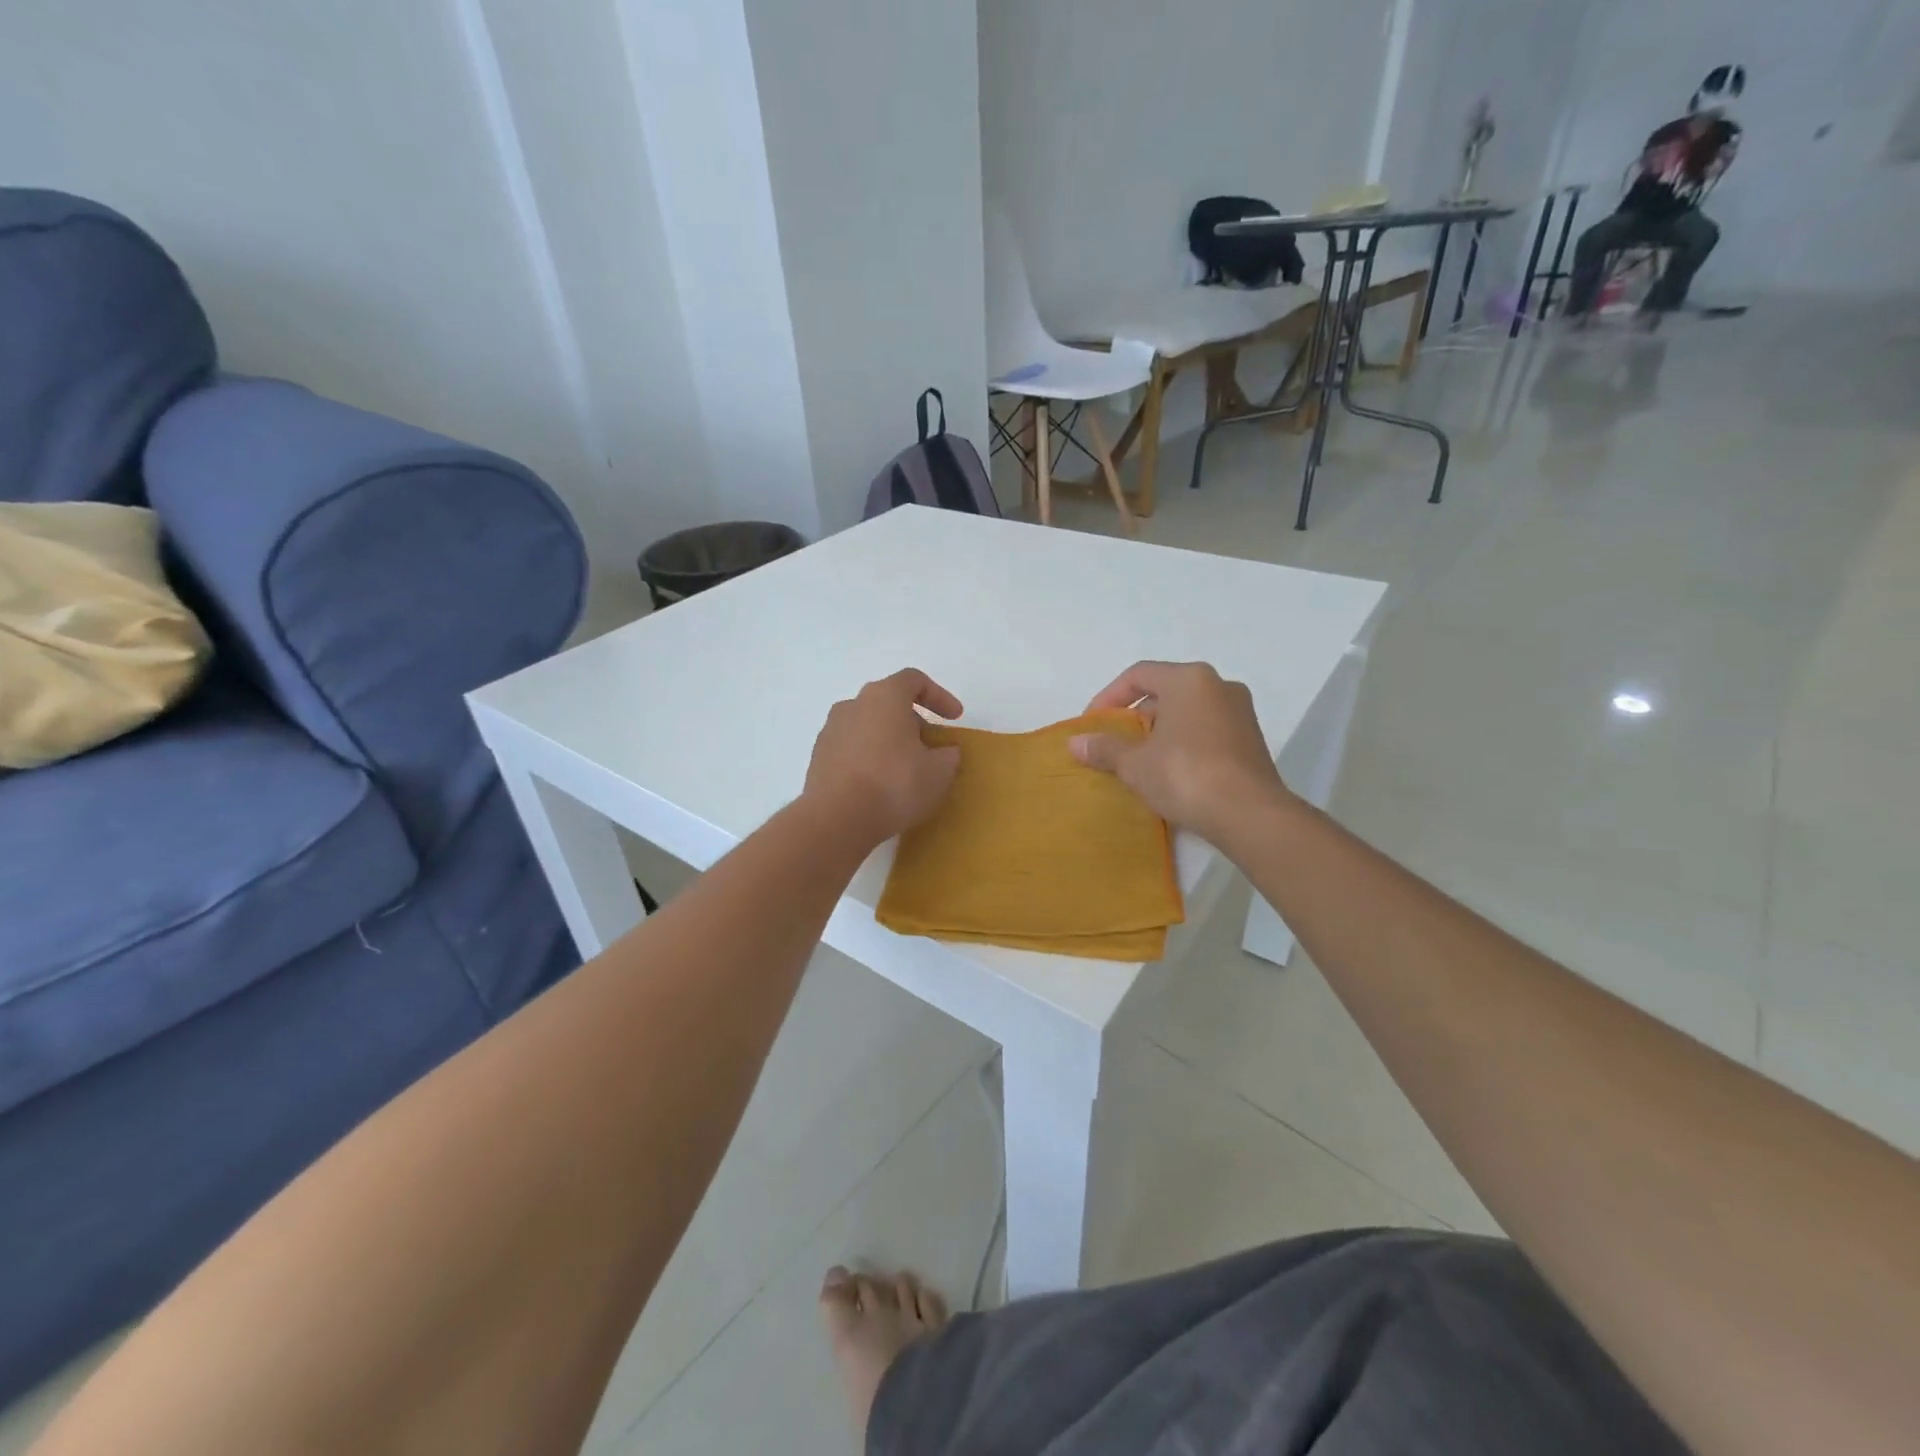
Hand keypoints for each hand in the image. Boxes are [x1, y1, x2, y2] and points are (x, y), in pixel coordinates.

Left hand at [803, 670, 963, 845]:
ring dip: (888, 741)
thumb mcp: (939, 772)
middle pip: (889, 703)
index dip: (939, 696)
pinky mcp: (818, 758)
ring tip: (905, 770)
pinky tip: (879, 786)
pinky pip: (851, 749)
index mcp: (884, 696)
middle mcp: (853, 704)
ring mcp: (831, 731)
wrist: (837, 819)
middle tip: (930, 749)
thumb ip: (948, 755)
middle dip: (913, 722)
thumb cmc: (895, 784)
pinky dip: (869, 759)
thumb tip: (945, 752)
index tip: (954, 718)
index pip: (914, 680)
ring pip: (868, 726)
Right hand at [1069, 661, 1294, 842]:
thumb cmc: (1185, 775)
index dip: (1108, 698)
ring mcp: (1240, 712)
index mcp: (1188, 679)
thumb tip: (1076, 742)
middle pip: (1165, 691)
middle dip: (1136, 717)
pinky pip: (1207, 731)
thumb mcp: (1135, 764)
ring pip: (1188, 712)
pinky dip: (1184, 744)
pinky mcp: (1251, 740)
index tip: (1093, 725)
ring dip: (1160, 732)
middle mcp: (1219, 686)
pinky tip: (1171, 773)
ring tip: (1140, 761)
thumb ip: (1105, 748)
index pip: (1138, 675)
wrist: (1249, 814)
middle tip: (1115, 744)